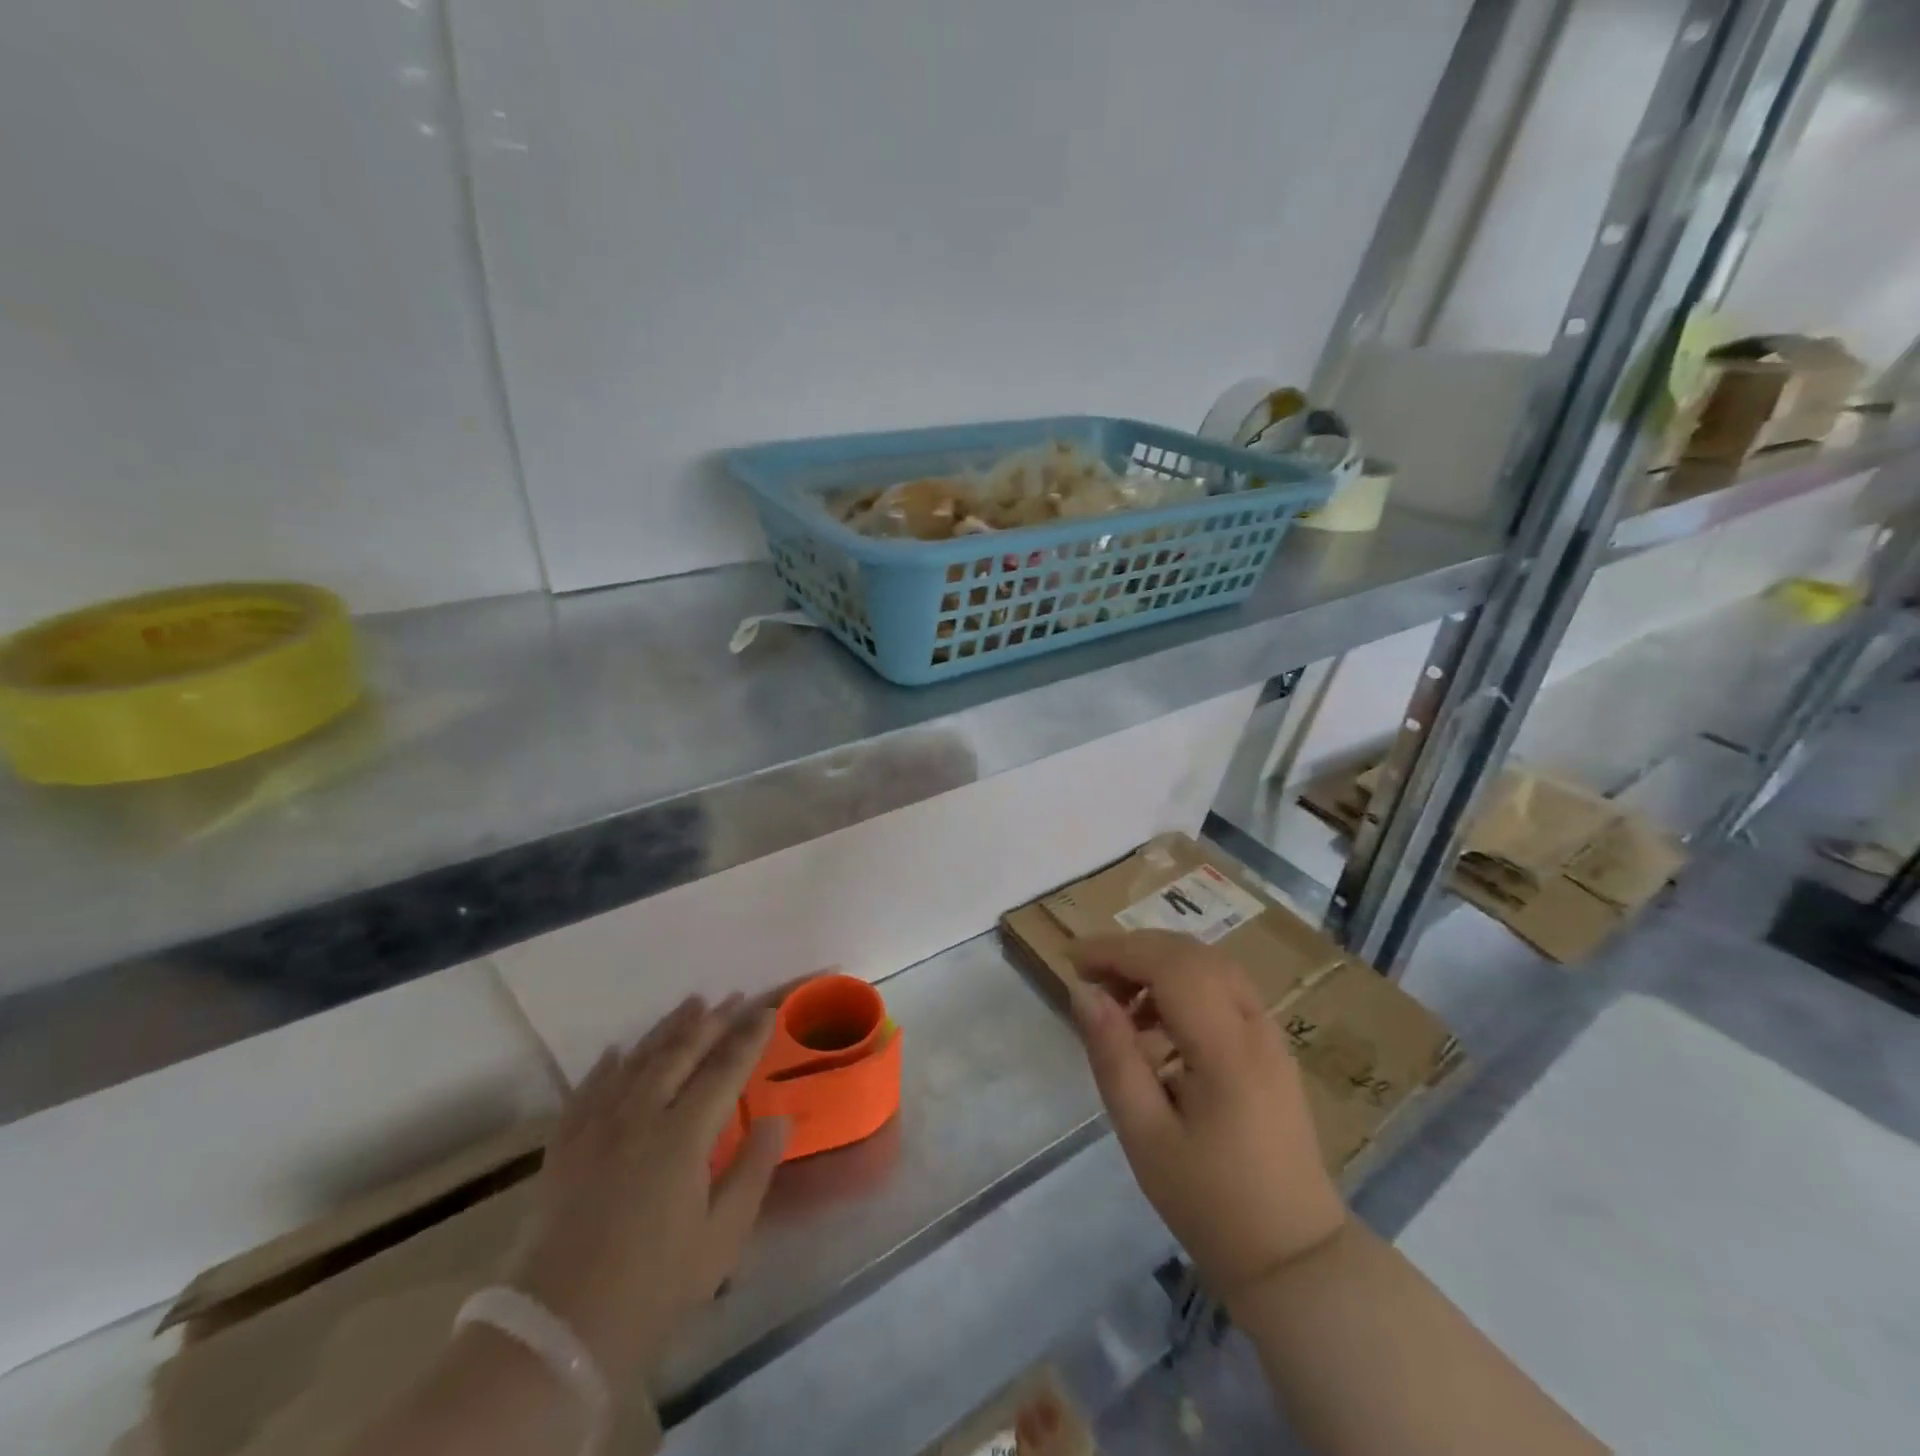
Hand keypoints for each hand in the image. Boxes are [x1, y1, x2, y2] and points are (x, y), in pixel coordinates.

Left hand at [506, 995, 788, 1380]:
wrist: (556, 1331)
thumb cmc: (653, 1287)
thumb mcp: (721, 1238)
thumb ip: (753, 1170)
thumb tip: (778, 1119)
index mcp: (682, 1136)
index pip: (724, 1070)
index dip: (748, 1037)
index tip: (767, 1011)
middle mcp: (639, 1117)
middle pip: (680, 1054)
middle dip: (712, 1022)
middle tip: (733, 998)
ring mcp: (596, 1129)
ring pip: (636, 1061)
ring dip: (667, 1030)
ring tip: (691, 1004)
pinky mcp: (564, 1148)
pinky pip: (587, 1090)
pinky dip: (605, 1066)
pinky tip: (614, 1051)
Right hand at [1068, 931, 1345, 1302]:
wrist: (1294, 1257)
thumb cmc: (1211, 1202)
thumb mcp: (1145, 1135)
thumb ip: (1113, 1056)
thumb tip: (1083, 993)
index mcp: (1227, 1048)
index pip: (1169, 965)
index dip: (1117, 950)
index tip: (1072, 960)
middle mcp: (1256, 1026)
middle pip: (1191, 954)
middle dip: (1135, 951)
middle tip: (1091, 978)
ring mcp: (1271, 1034)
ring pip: (1210, 965)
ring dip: (1159, 965)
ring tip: (1119, 1002)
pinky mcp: (1271, 1047)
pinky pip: (1224, 989)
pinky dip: (1184, 985)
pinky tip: (1156, 1023)